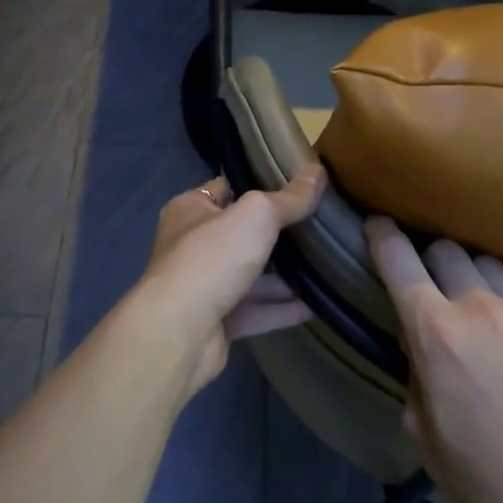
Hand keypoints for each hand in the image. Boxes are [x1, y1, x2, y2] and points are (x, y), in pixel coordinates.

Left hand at [137, 167, 326, 396]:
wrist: (178, 331)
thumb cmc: (211, 258)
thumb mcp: (256, 216)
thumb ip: (289, 198)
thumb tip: (317, 170)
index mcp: (190, 210)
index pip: (225, 188)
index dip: (257, 184)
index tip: (295, 186)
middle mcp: (192, 246)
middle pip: (240, 234)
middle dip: (275, 233)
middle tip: (317, 226)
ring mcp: (203, 286)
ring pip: (249, 275)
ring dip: (282, 275)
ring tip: (324, 265)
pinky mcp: (215, 322)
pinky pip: (255, 311)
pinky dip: (281, 309)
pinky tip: (315, 305)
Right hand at [364, 218, 502, 502]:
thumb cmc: (481, 473)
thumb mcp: (421, 430)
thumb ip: (413, 372)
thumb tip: (420, 345)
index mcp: (433, 331)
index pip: (397, 259)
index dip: (381, 235)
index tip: (376, 225)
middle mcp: (474, 305)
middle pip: (443, 248)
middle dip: (428, 259)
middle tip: (428, 284)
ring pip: (484, 259)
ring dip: (469, 272)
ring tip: (471, 297)